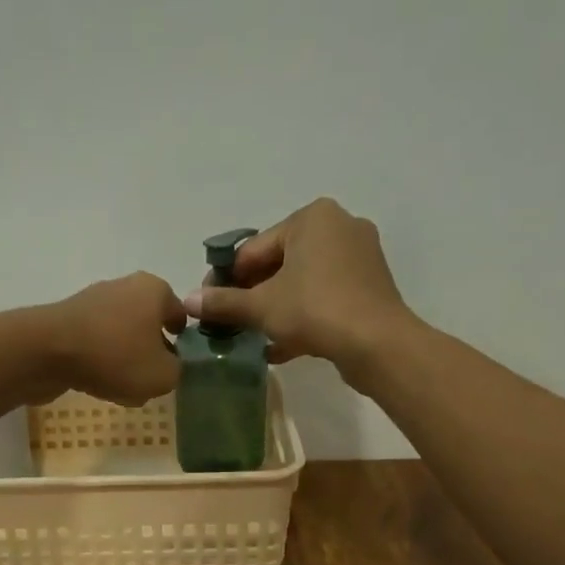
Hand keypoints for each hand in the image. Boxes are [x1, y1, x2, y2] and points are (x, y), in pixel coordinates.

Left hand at [41, 272, 186, 405]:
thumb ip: (176, 372)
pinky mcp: (68, 321)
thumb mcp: (161, 376)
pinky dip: (100, 362)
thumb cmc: (115, 356)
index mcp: (154, 290)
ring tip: (124, 389)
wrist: (46, 351)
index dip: (184, 339)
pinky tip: (98, 385)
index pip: (180, 313)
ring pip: (121, 336)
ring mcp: (92, 302)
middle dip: (152, 351)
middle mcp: (124, 287)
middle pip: (147, 324)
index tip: (181, 363)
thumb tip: (169, 367)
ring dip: (125, 360)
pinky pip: (95, 345)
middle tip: (153, 379)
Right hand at [185, 198, 411, 377]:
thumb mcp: (261, 307)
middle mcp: (339, 225)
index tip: (211, 305)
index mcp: (312, 217)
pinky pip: (324, 296)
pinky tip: (280, 347)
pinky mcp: (369, 285)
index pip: (254, 248)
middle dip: (254, 295)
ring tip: (253, 337)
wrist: (377, 343)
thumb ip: (223, 303)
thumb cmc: (314, 310)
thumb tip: (188, 300)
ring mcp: (359, 256)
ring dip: (275, 309)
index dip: (227, 279)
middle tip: (231, 323)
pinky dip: (302, 316)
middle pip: (279, 263)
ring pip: (302, 282)